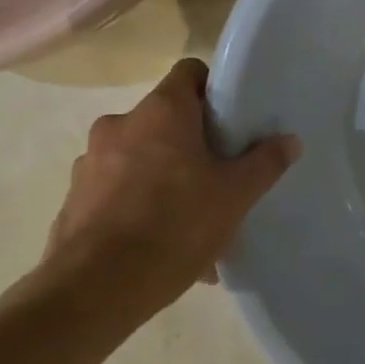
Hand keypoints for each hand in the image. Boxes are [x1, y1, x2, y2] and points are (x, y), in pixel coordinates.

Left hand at [41, 58, 299, 325]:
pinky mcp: (74, 200)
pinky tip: (164, 247)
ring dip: (166, 179)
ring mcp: (90, 163)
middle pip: (166, 119)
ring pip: (142, 159)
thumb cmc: (174, 225)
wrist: (93, 291)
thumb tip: (290, 140)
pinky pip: (119, 193)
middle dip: (193, 145)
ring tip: (194, 223)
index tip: (233, 121)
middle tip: (219, 176)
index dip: (214, 90)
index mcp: (161, 111)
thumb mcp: (235, 195)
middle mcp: (120, 125)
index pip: (190, 73)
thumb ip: (265, 162)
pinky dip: (141, 209)